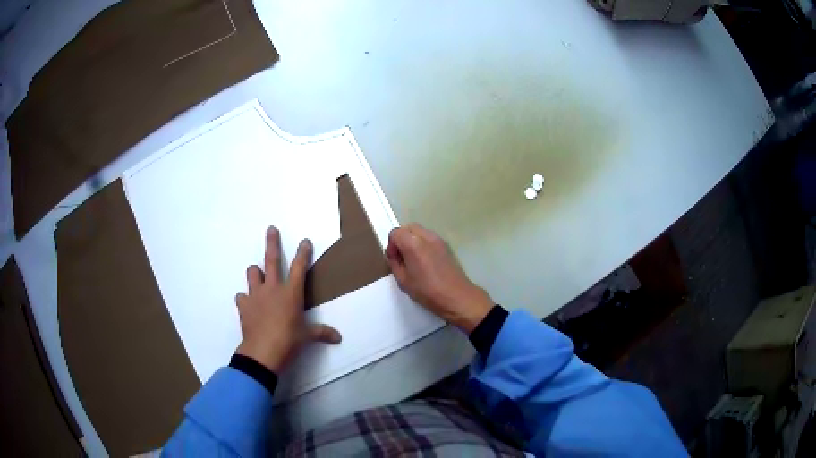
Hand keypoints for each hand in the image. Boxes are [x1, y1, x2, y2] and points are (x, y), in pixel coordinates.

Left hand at [235, 226, 341, 372]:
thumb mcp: (307, 337)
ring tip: (258, 275)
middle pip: (271, 260)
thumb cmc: (289, 341)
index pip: (299, 268)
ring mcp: (256, 295)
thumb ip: (321, 333)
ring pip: (252, 273)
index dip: (303, 253)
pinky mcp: (244, 305)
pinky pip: (242, 296)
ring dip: (256, 272)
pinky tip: (248, 304)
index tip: (305, 240)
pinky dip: (245, 298)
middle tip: (271, 229)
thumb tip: (338, 338)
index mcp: (291, 293)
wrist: (263, 352)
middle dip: (272, 242)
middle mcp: (273, 288)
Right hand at [385, 224, 493, 332]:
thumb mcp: (403, 280)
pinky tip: (425, 261)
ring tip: (414, 260)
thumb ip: (395, 263)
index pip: (395, 232)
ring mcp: (438, 239)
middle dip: (401, 239)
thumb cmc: (427, 291)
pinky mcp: (446, 245)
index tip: (394, 258)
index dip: (391, 245)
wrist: (456, 296)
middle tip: (402, 257)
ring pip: (420, 231)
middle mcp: (426, 236)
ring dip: (413, 240)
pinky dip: (423, 244)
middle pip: (408, 227)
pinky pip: (429, 238)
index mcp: (413, 244)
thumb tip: (394, 254)